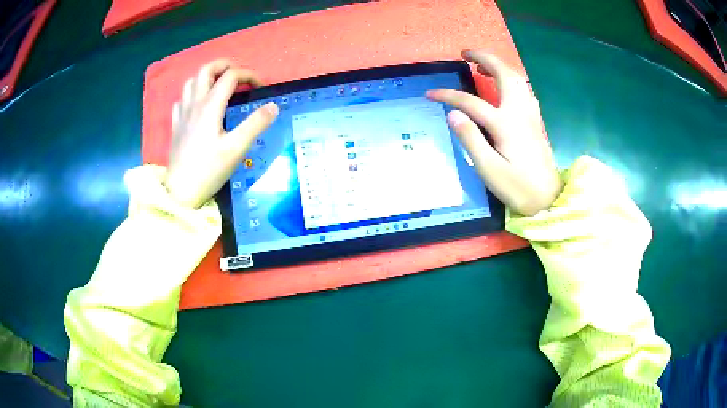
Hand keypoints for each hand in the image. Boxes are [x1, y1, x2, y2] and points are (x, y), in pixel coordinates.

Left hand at [164, 60, 278, 207]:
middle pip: (206, 70)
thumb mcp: (236, 148)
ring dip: (207, 77)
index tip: (260, 87)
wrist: (181, 192)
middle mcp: (194, 104)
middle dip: (224, 65)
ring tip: (219, 85)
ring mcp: (182, 114)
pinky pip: (181, 99)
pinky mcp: (176, 126)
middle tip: (238, 75)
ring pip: (191, 81)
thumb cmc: (208, 170)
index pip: (230, 76)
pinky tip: (198, 104)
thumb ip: (255, 124)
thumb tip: (273, 106)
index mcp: (210, 106)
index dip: (248, 75)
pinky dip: (192, 94)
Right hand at [427, 50, 561, 215]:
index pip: (471, 102)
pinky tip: (505, 85)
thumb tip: (453, 114)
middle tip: (465, 54)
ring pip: (517, 79)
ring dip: (499, 66)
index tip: (431, 95)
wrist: (548, 199)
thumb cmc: (518, 188)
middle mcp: (519, 112)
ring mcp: (530, 115)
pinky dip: (512, 79)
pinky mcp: (534, 121)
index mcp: (505, 124)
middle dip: (484, 58)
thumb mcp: (489, 169)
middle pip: (504, 74)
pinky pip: (524, 90)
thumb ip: (471, 139)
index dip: (449, 96)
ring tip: (481, 66)